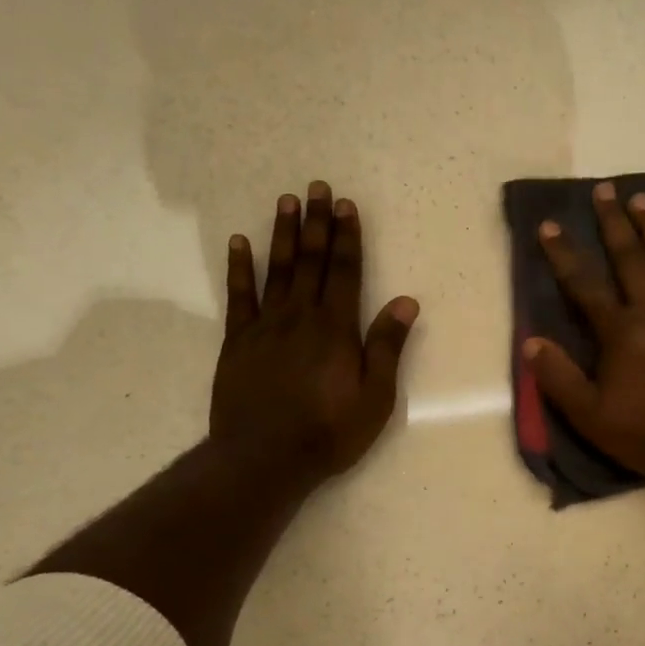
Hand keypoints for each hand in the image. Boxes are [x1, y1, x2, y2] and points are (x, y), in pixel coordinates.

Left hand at [211, 181, 418, 488]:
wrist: (265, 458)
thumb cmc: (329, 431)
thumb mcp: (376, 396)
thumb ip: (387, 346)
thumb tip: (406, 302)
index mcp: (337, 328)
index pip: (344, 272)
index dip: (347, 237)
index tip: (346, 206)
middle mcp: (301, 316)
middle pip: (311, 261)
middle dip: (317, 223)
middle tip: (318, 187)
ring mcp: (266, 326)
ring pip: (277, 269)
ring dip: (284, 234)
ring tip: (287, 201)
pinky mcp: (238, 342)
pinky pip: (239, 296)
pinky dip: (239, 268)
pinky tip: (239, 243)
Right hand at [525, 182, 644, 480]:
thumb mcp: (592, 417)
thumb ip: (560, 378)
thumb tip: (530, 342)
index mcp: (621, 332)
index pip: (584, 286)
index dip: (563, 254)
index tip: (549, 224)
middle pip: (630, 259)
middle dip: (613, 224)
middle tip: (604, 190)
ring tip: (643, 198)